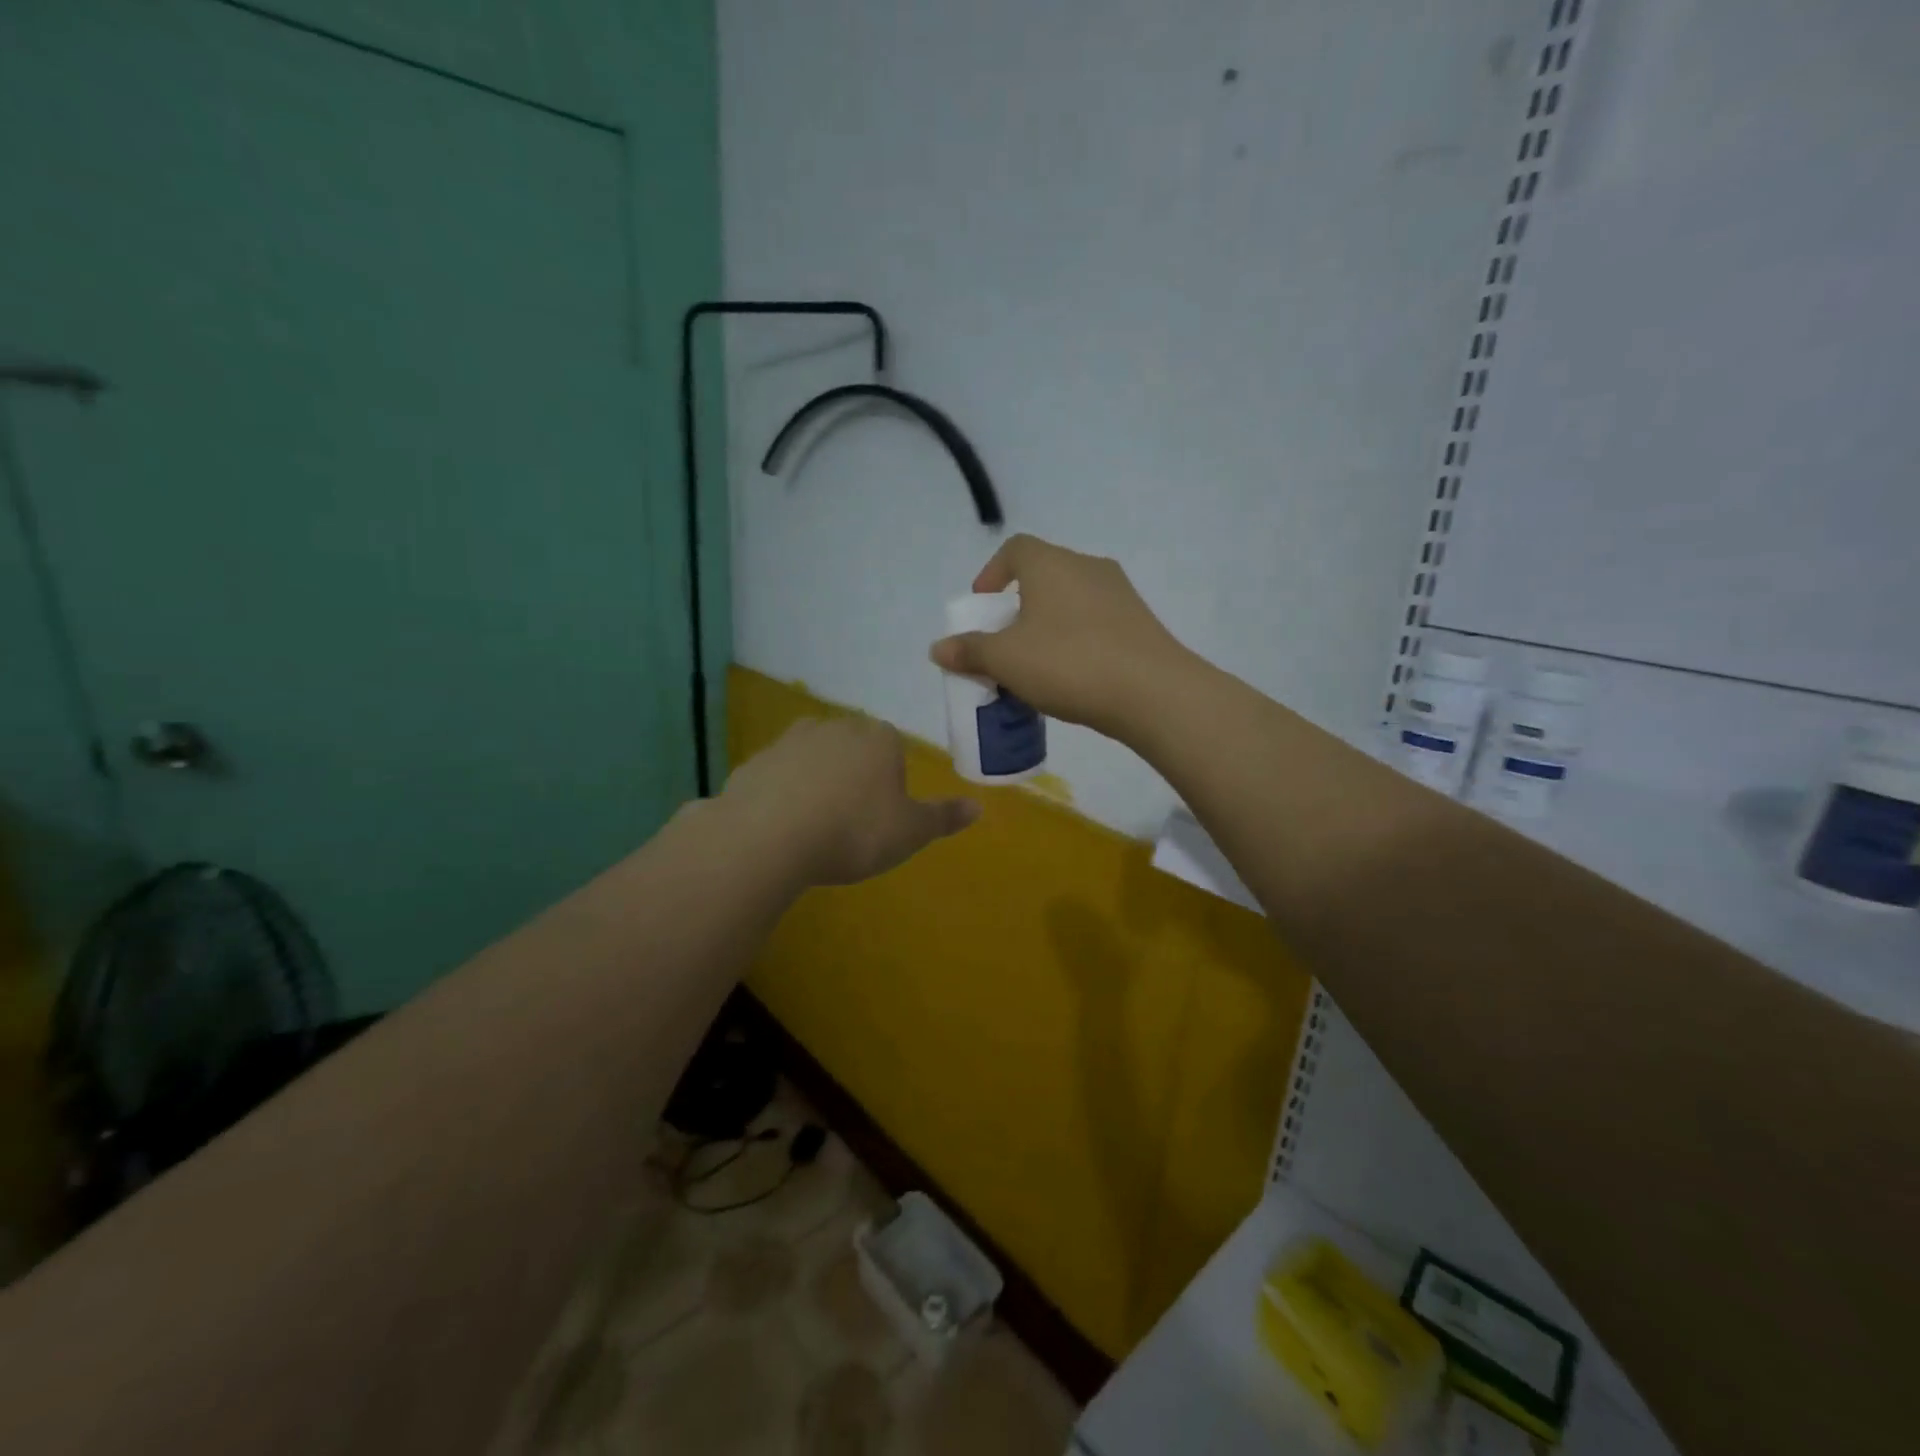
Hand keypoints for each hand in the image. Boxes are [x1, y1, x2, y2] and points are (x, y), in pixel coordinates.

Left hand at [721, 716, 978, 887]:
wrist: (769, 837)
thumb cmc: (854, 831)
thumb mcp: (910, 832)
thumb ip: (943, 818)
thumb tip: (978, 807)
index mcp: (879, 738)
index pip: (893, 746)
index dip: (891, 778)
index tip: (883, 812)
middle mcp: (836, 727)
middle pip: (853, 746)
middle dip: (855, 774)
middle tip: (852, 819)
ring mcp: (790, 740)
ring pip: (813, 756)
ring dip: (816, 780)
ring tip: (815, 823)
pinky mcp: (754, 761)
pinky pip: (778, 775)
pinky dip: (781, 793)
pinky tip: (782, 826)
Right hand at [928, 534, 1192, 738]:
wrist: (1153, 692)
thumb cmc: (1068, 663)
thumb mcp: (1006, 660)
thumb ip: (970, 651)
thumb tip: (938, 648)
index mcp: (1050, 564)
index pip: (1015, 548)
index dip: (992, 573)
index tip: (983, 606)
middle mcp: (1087, 567)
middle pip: (1043, 576)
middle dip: (1018, 607)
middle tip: (1004, 643)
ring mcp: (1120, 593)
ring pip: (1071, 601)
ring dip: (1048, 626)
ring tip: (1036, 665)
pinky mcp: (1140, 622)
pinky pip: (1096, 623)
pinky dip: (1076, 640)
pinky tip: (1072, 677)